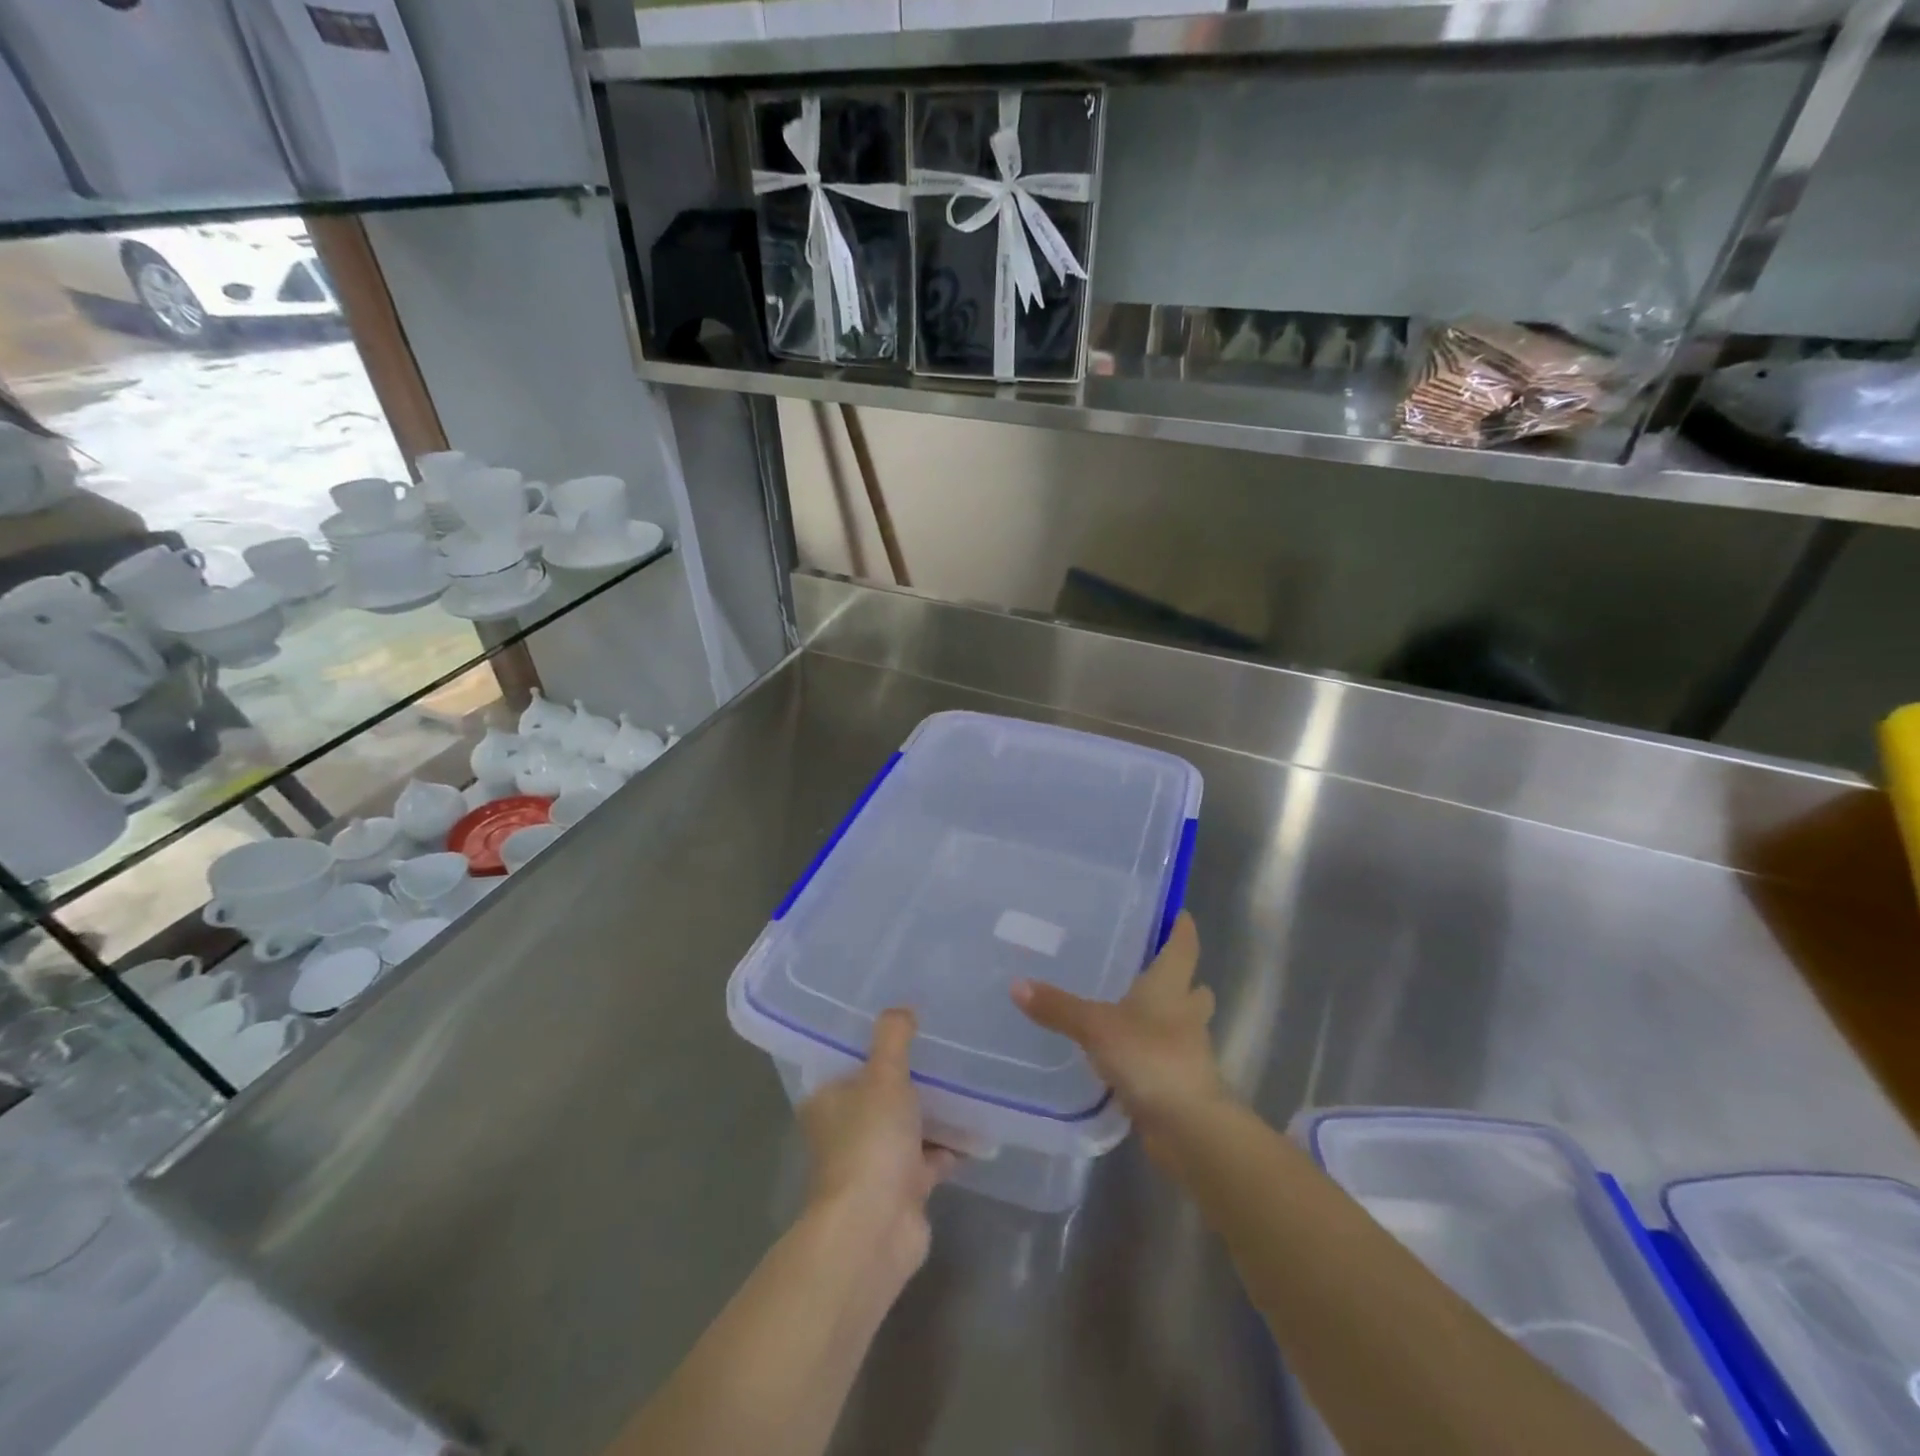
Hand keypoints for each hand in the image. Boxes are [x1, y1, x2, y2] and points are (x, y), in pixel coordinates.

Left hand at [798, 1008, 956, 1278]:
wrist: (874, 1229)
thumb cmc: (870, 1142)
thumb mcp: (883, 1076)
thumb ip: (893, 1038)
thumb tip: (902, 1008)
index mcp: (827, 1100)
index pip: (850, 1061)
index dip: (876, 1043)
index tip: (908, 1023)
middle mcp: (845, 1130)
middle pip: (881, 1093)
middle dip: (912, 1078)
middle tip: (947, 1049)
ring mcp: (873, 1162)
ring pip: (907, 1126)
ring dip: (933, 1112)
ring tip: (968, 1082)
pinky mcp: (901, 1190)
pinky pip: (929, 1158)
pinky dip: (949, 1147)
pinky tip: (977, 1129)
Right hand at [1011, 913, 1228, 1159]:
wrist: (1189, 1127)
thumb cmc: (1149, 1058)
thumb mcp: (1095, 1027)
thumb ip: (1057, 1007)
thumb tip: (1016, 983)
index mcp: (1170, 987)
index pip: (1183, 948)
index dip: (1182, 930)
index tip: (1181, 914)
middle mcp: (1185, 1014)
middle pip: (1192, 989)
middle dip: (1181, 979)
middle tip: (1153, 968)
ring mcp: (1189, 1052)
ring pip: (1185, 1026)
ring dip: (1171, 1019)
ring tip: (1138, 1013)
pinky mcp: (1182, 1085)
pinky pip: (1169, 1060)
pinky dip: (1155, 1054)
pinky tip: (1130, 1057)